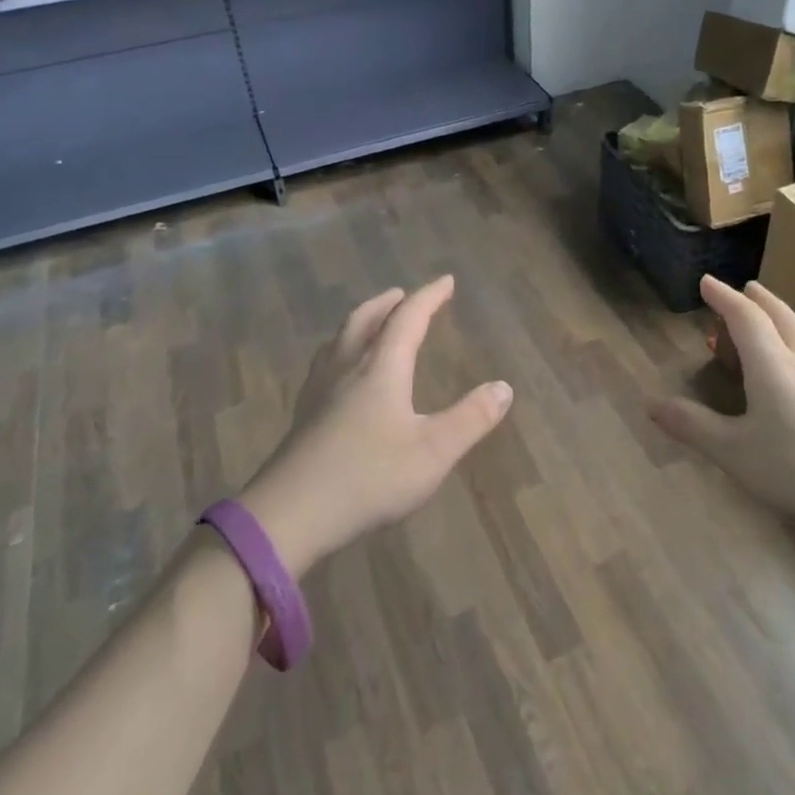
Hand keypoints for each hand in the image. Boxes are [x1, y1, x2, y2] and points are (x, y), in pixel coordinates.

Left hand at [239, 276, 513, 576]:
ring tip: (370, 322)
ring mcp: (319, 391)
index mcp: (381, 368)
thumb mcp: (433, 452)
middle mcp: (347, 368)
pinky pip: (324, 364)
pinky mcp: (303, 415)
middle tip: (402, 294)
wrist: (290, 514)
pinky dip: (340, 350)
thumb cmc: (369, 477)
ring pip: (339, 340)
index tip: (446, 280)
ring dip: (360, 322)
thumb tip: (504, 387)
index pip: (408, 318)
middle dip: (388, 303)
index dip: (429, 296)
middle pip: (365, 320)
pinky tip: (337, 373)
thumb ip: (471, 419)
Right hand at [650, 276, 794, 563]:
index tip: (706, 281)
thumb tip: (650, 403)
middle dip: (758, 300)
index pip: (745, 318)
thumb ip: (693, 426)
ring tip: (778, 316)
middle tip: (743, 288)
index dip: (723, 297)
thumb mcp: (734, 453)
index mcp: (772, 367)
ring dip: (787, 317)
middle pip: (781, 318)